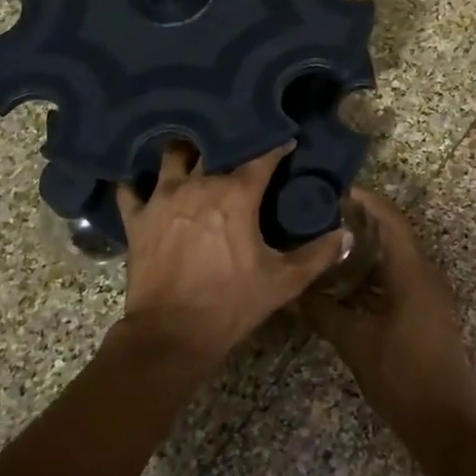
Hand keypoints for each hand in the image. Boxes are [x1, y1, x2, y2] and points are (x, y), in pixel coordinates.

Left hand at [117, 141, 349, 369]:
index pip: (262, 156)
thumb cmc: (231, 304)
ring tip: (193, 153)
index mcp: (236, 194)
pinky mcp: (137, 217)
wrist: (172, 334)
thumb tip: (346, 234)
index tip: (287, 141)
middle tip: (239, 144)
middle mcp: (198, 184)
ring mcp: (162, 198)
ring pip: (172, 156)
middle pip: (214, 147)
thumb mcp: (283, 282)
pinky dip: (136, 182)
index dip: (276, 146)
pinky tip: (142, 180)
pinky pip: (130, 188)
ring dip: (185, 152)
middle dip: (229, 141)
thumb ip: (318, 255)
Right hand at [311, 189, 475, 446]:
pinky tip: (349, 285)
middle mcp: (428, 275)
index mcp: (413, 273)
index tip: (336, 190)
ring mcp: (433, 295)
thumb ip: (323, 310)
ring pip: (399, 258)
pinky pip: (403, 278)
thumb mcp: (354, 341)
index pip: (391, 220)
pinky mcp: (431, 312)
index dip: (366, 200)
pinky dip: (377, 273)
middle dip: (363, 221)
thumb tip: (295, 290)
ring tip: (331, 245)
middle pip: (396, 234)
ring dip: (369, 249)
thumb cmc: (400, 377)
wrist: (445, 424)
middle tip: (325, 215)